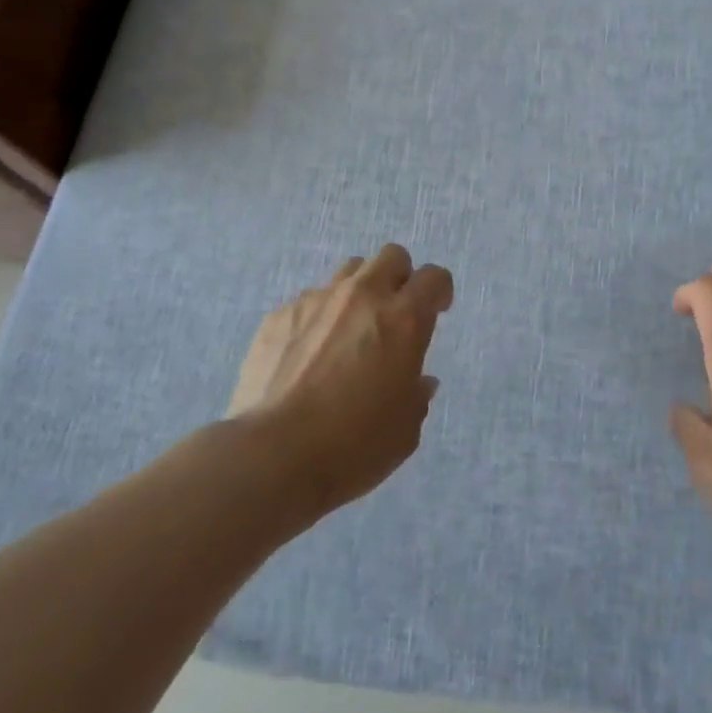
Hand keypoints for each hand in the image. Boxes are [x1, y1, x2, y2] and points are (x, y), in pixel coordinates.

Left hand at [229, 245, 452, 514]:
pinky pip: (308, 301)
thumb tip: (419, 382)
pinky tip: (307, 354)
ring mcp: (317, 301)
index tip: (437, 311)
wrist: (272, 455)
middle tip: (394, 312)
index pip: (434, 277)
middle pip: (391, 256)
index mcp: (404, 319)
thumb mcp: (405, 429)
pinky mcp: (279, 315)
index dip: (439, 291)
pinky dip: (318, 318)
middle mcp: (363, 297)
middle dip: (399, 277)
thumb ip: (417, 395)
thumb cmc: (353, 445)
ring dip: (358, 291)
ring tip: (350, 329)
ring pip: (348, 271)